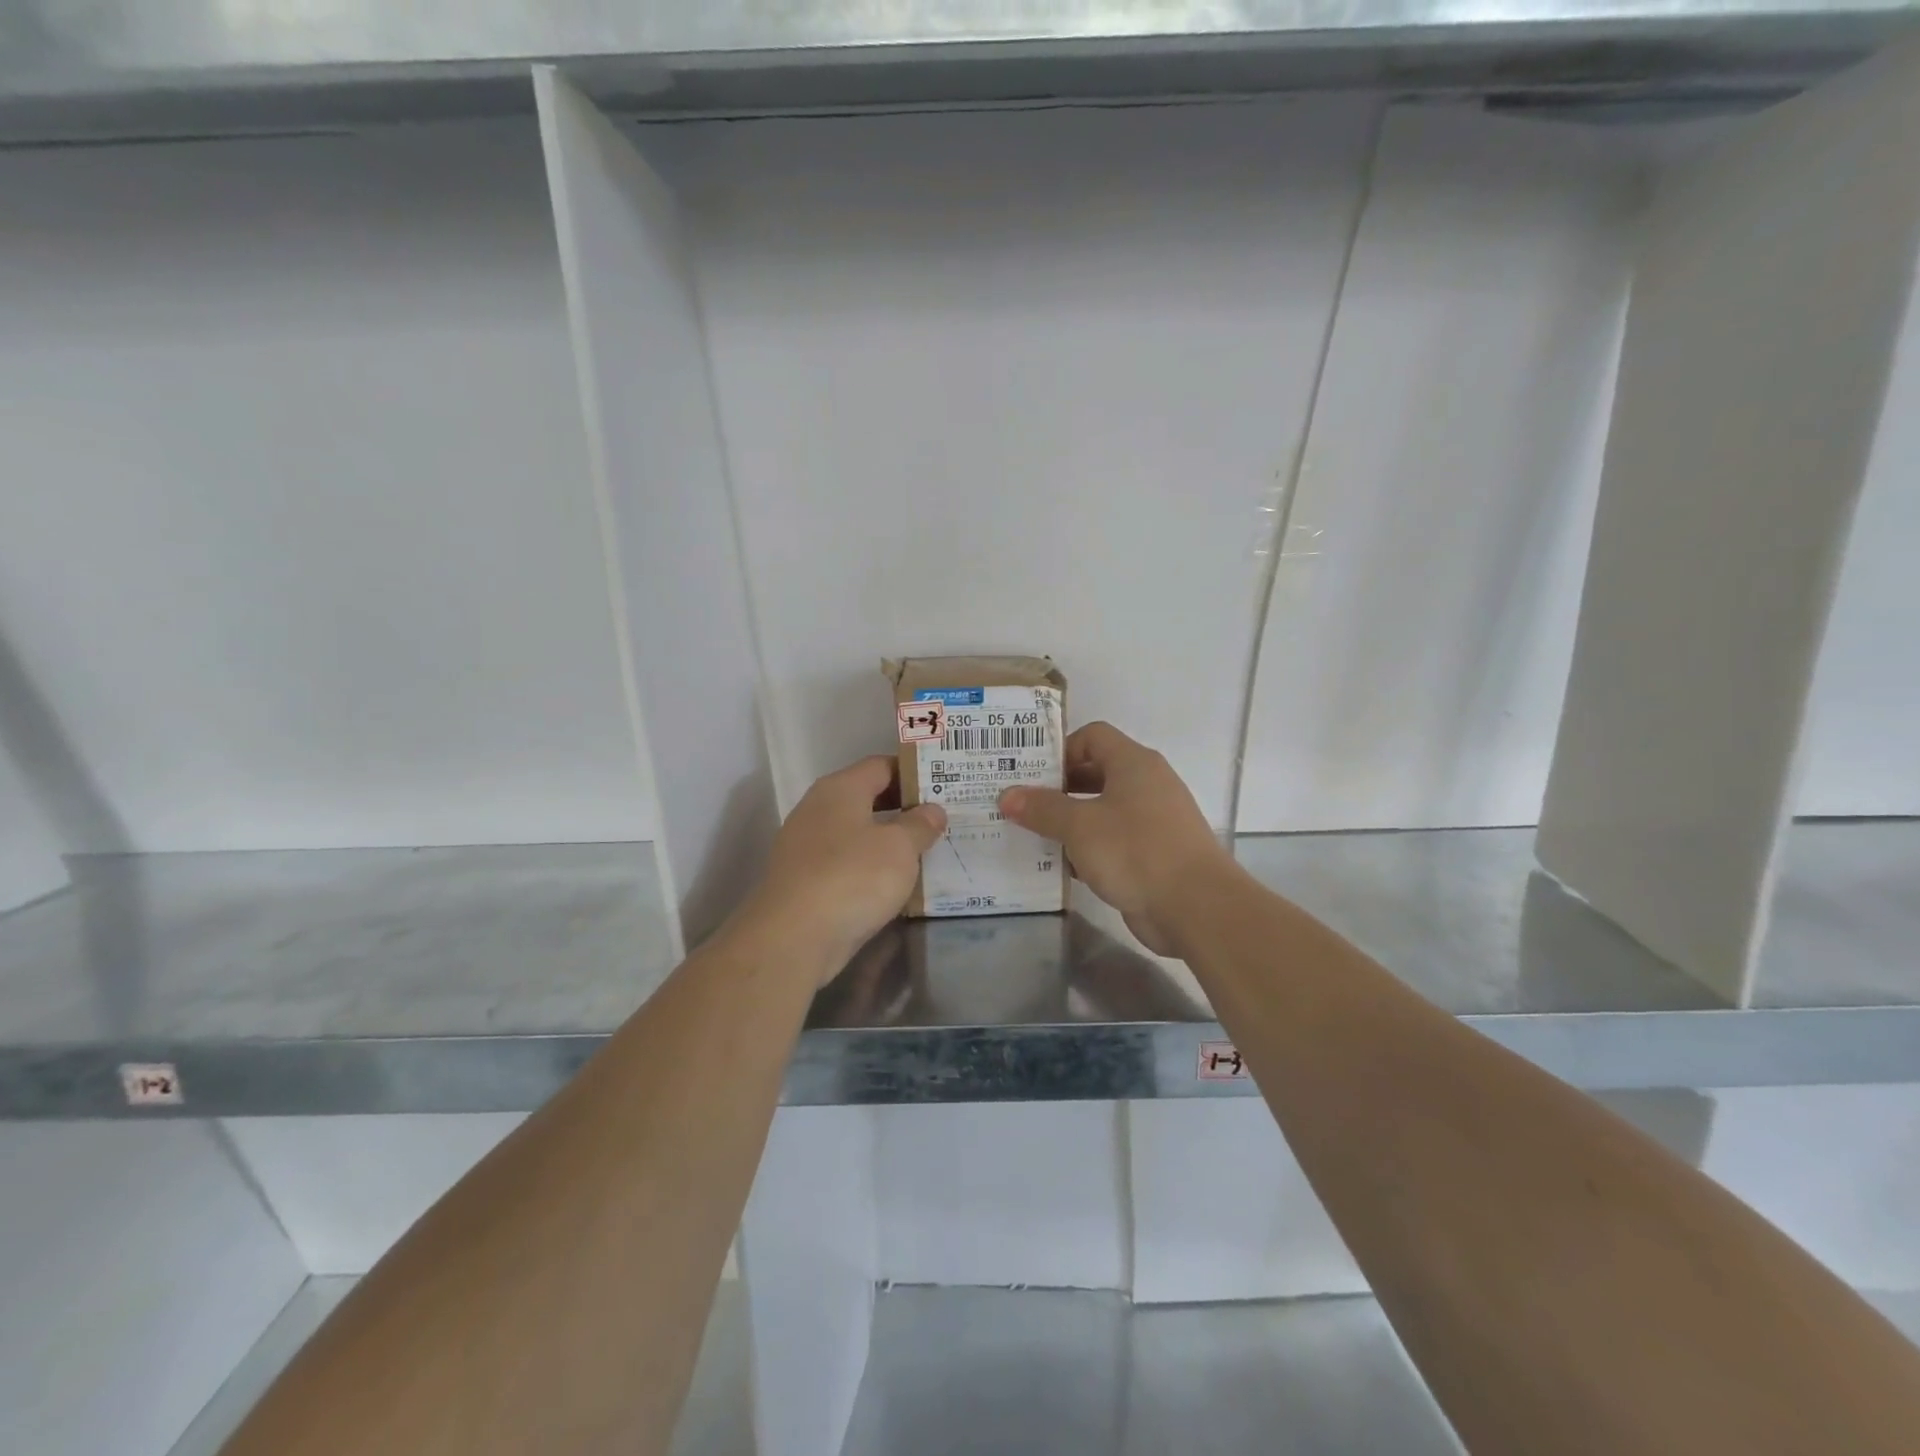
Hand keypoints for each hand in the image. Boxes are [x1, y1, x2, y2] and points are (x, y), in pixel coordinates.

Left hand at [745, 756, 945, 978]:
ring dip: (887, 841)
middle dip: (903, 808)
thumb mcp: (900, 848)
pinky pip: (845, 863)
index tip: (943, 785)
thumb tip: (932, 810)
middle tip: (941, 820)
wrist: (793, 938)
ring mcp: (806, 846)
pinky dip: (869, 868)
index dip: (913, 772)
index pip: (881, 765)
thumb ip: (920, 825)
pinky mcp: (803, 880)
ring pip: (856, 833)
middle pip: (867, 798)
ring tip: (925, 852)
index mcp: (840, 789)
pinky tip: (893, 885)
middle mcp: (818, 809)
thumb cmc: (852, 878)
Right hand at [998, 722, 1231, 955]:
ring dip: (1070, 822)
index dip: (1060, 750)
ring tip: (1033, 836)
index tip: (1031, 775)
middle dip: (1058, 788)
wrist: (1196, 906)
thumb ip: (1042, 809)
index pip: (1092, 737)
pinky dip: (1089, 848)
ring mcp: (1153, 820)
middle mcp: (1146, 784)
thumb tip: (1007, 795)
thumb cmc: (1135, 851)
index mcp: (1133, 763)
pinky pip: (1114, 841)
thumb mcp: (1080, 826)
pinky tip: (1062, 867)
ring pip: (1103, 810)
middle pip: (1096, 772)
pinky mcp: (1154, 854)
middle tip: (1022, 805)